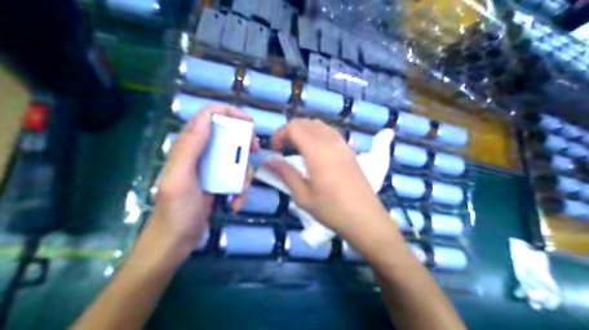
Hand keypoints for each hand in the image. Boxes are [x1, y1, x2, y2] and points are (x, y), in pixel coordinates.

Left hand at [146, 106, 258, 256]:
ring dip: (243, 174)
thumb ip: (190, 147)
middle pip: (227, 134)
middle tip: (254, 150)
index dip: (229, 113)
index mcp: (187, 146)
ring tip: (240, 192)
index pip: (208, 116)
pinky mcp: (218, 183)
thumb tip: (207, 117)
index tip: (249, 124)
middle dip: (243, 142)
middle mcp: (200, 153)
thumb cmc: (175, 212)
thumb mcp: (181, 178)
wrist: (175, 243)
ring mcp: (210, 169)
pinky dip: (240, 190)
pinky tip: (234, 204)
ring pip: (236, 158)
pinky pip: (236, 178)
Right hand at [266, 120, 389, 243]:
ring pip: (320, 125)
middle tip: (282, 148)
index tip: (274, 148)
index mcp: (317, 151)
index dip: (280, 133)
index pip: (294, 127)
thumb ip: (285, 173)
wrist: (365, 218)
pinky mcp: (350, 150)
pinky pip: (331, 132)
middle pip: (307, 122)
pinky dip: (318, 133)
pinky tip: (315, 150)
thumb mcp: (302, 195)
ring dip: (305, 130)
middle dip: (290, 130)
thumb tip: (268, 160)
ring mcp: (343, 145)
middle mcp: (331, 142)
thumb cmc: (331, 209)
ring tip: (297, 147)